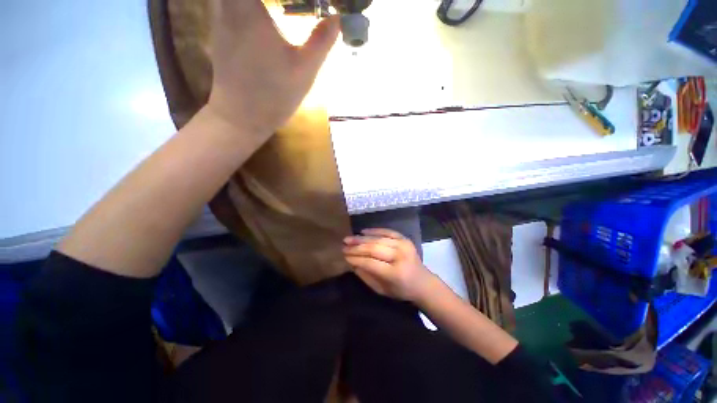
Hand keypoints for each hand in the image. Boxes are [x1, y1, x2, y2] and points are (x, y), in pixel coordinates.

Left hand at [207, 0, 339, 137]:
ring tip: (283, 9)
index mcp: (249, 7)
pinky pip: (232, 2)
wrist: (242, 117)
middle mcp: (228, 4)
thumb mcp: (305, 70)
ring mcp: (220, 17)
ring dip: (263, 2)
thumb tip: (337, 18)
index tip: (302, 2)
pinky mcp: (220, 31)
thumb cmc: (274, 94)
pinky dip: (250, 5)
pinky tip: (266, 15)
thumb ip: (321, 41)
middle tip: (298, 5)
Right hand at [343, 228, 436, 301]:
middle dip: (356, 246)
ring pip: (378, 239)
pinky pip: (387, 231)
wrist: (422, 282)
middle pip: (374, 248)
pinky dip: (374, 230)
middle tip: (344, 245)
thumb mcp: (381, 290)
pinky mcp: (405, 239)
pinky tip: (363, 231)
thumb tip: (351, 262)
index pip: (370, 263)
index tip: (344, 256)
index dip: (356, 258)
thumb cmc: (400, 290)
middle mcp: (400, 256)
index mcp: (395, 273)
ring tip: (349, 238)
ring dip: (362, 238)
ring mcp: (404, 245)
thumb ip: (366, 275)